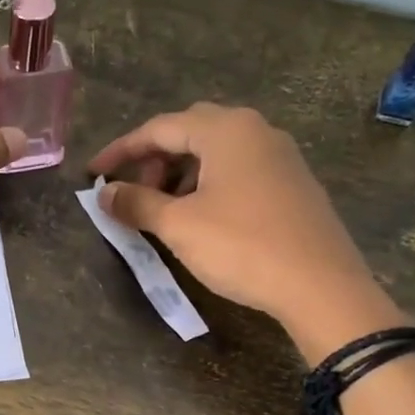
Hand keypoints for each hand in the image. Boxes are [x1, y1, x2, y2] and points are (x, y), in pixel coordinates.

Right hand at [88, 103, 401, 359]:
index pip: (158, 128)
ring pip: (216, 152)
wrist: (321, 286)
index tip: (93, 175)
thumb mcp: (179, 226)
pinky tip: (203, 217)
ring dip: (181, 173)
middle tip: (133, 192)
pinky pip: (239, 169)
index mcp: (226, 130)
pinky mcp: (294, 183)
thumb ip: (136, 203)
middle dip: (153, 159)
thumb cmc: (242, 247)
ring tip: (165, 209)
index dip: (120, 151)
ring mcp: (280, 156)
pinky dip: (209, 184)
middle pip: (189, 132)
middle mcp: (255, 130)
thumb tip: (104, 193)